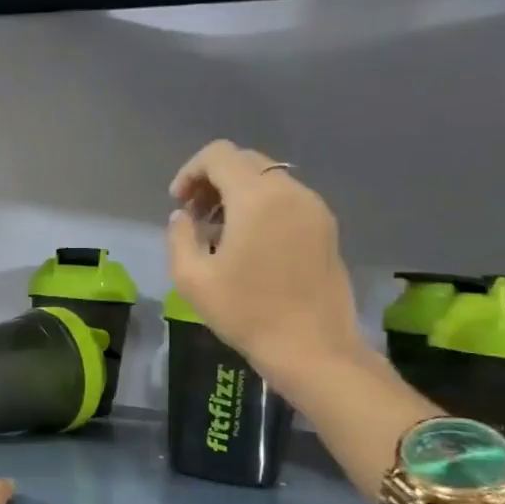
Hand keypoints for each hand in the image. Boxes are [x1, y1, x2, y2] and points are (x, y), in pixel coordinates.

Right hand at [167, 139, 363, 375]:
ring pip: (267, 179)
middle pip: (245, 161)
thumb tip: (183, 217)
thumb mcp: (192, 278)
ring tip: (219, 233)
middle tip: (195, 216)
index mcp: (257, 198)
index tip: (178, 203)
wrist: (312, 348)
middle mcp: (290, 191)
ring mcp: (314, 208)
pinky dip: (261, 206)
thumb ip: (179, 236)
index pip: (219, 155)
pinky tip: (248, 243)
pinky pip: (286, 199)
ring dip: (237, 194)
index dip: (190, 172)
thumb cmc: (246, 313)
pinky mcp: (326, 228)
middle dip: (213, 180)